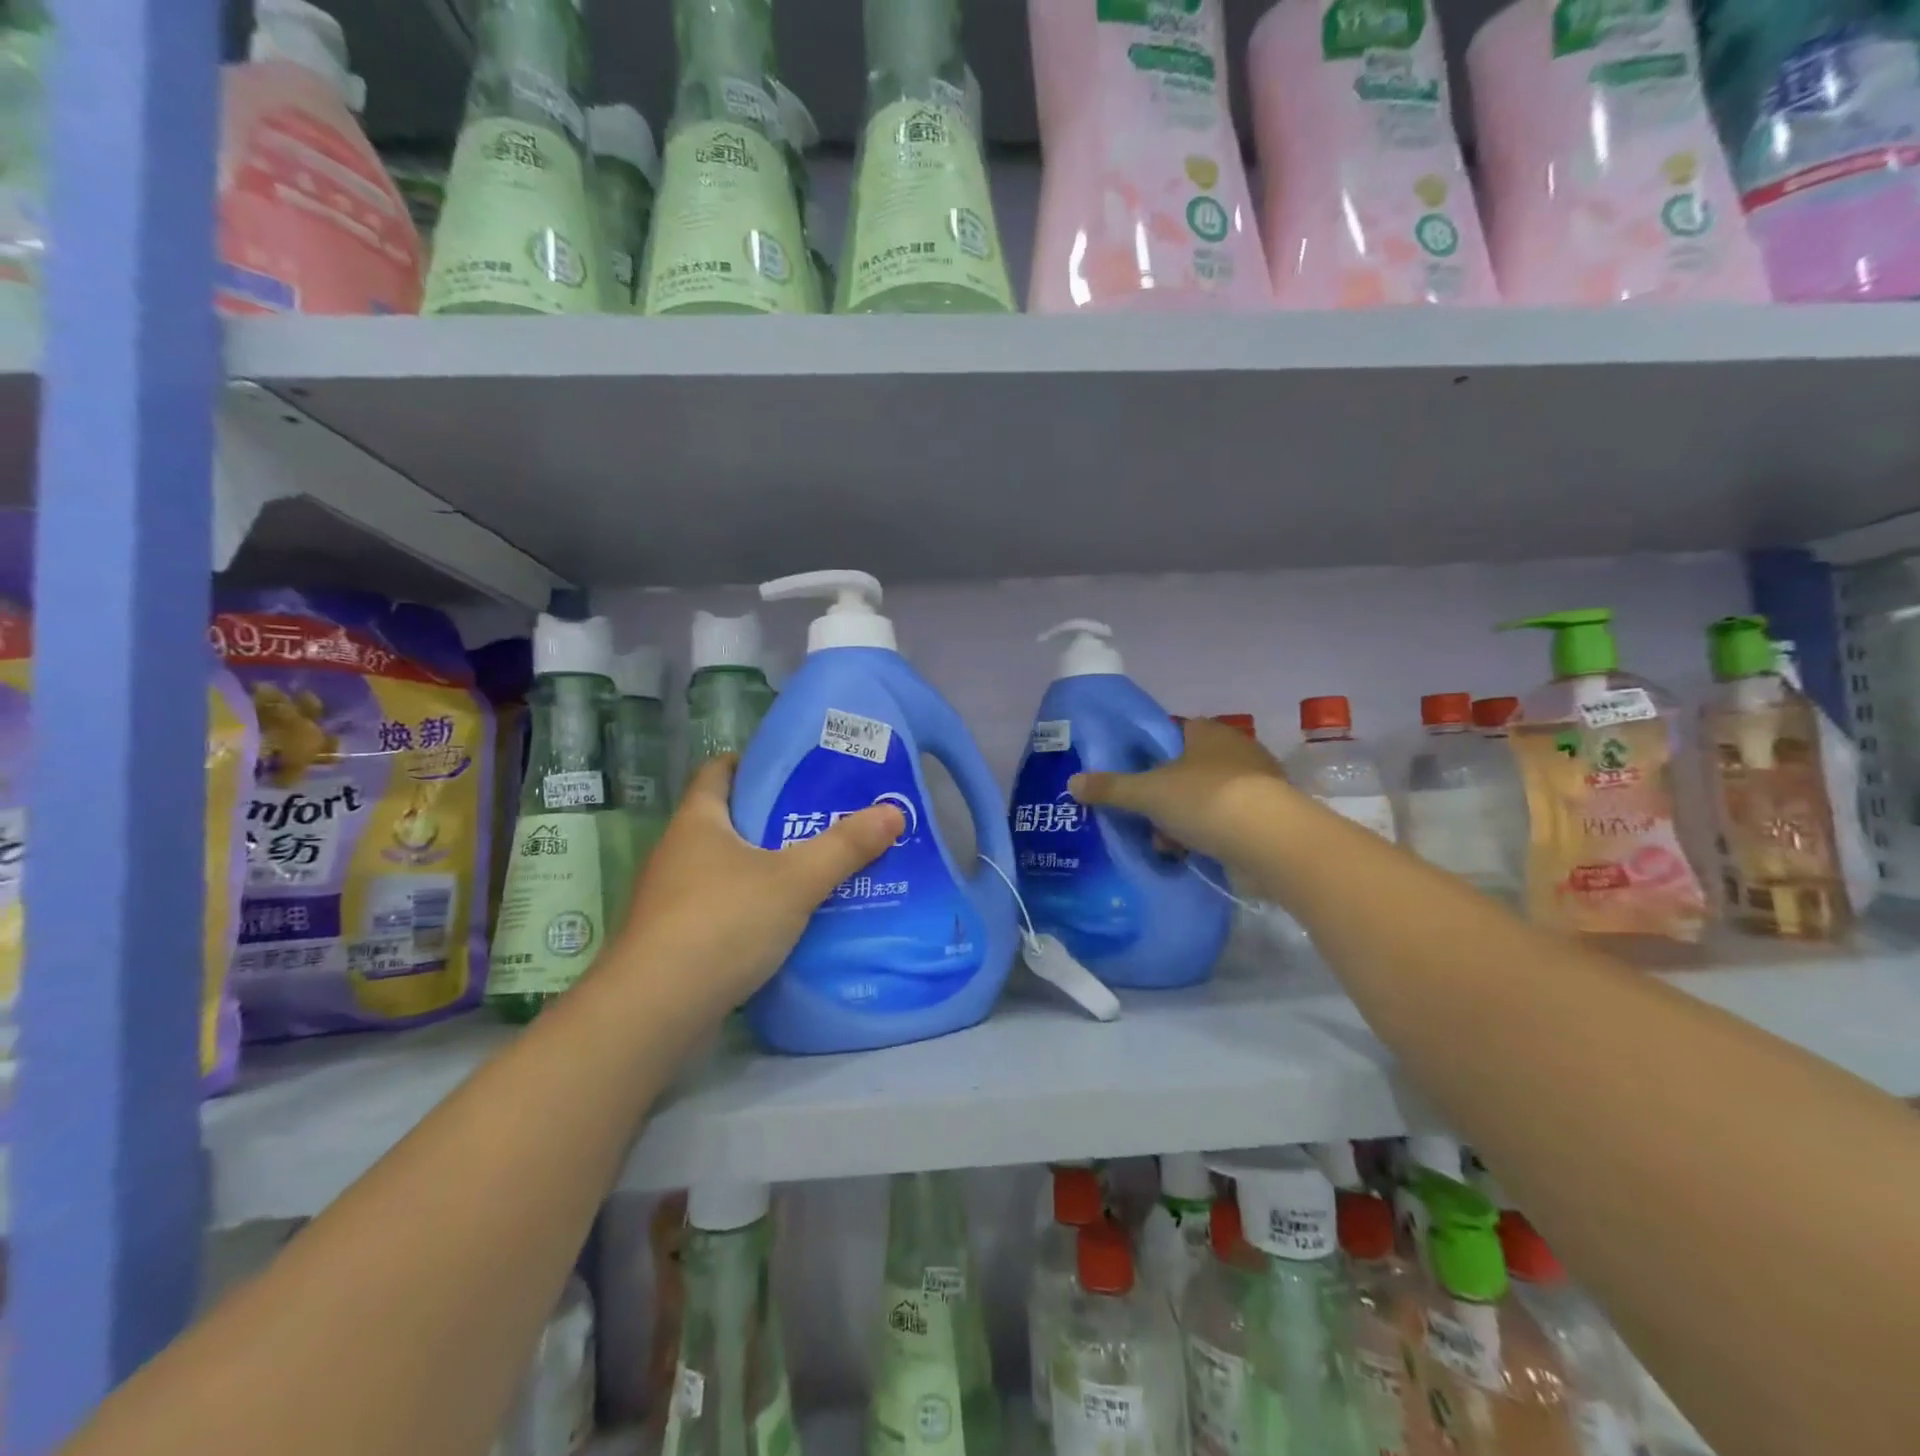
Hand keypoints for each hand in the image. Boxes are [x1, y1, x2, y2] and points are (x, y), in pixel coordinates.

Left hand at [610, 756, 904, 1013]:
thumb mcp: (795, 880)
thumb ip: (845, 847)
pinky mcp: (677, 941)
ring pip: (729, 868)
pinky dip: (756, 908)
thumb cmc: (722, 923)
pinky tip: (790, 922)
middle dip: (776, 818)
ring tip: (818, 870)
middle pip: (730, 820)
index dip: (753, 763)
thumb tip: (894, 811)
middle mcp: (679, 853)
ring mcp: (673, 899)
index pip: (718, 771)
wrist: (655, 1012)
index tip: (796, 770)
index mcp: (698, 821)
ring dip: (768, 867)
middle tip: (827, 820)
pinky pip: (725, 908)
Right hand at [1069, 716, 1288, 867]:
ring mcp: (1257, 783)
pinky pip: (1227, 822)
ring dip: (1184, 820)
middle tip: (1146, 818)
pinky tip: (1194, 855)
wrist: (1272, 841)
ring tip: (1167, 844)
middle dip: (1164, 797)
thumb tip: (1072, 782)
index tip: (1133, 779)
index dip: (1149, 755)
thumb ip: (1111, 787)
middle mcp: (1235, 749)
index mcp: (1207, 731)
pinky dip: (1209, 836)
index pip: (1172, 733)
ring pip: (1205, 798)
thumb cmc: (1206, 800)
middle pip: (1186, 770)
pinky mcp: (1269, 816)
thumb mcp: (1148, 792)